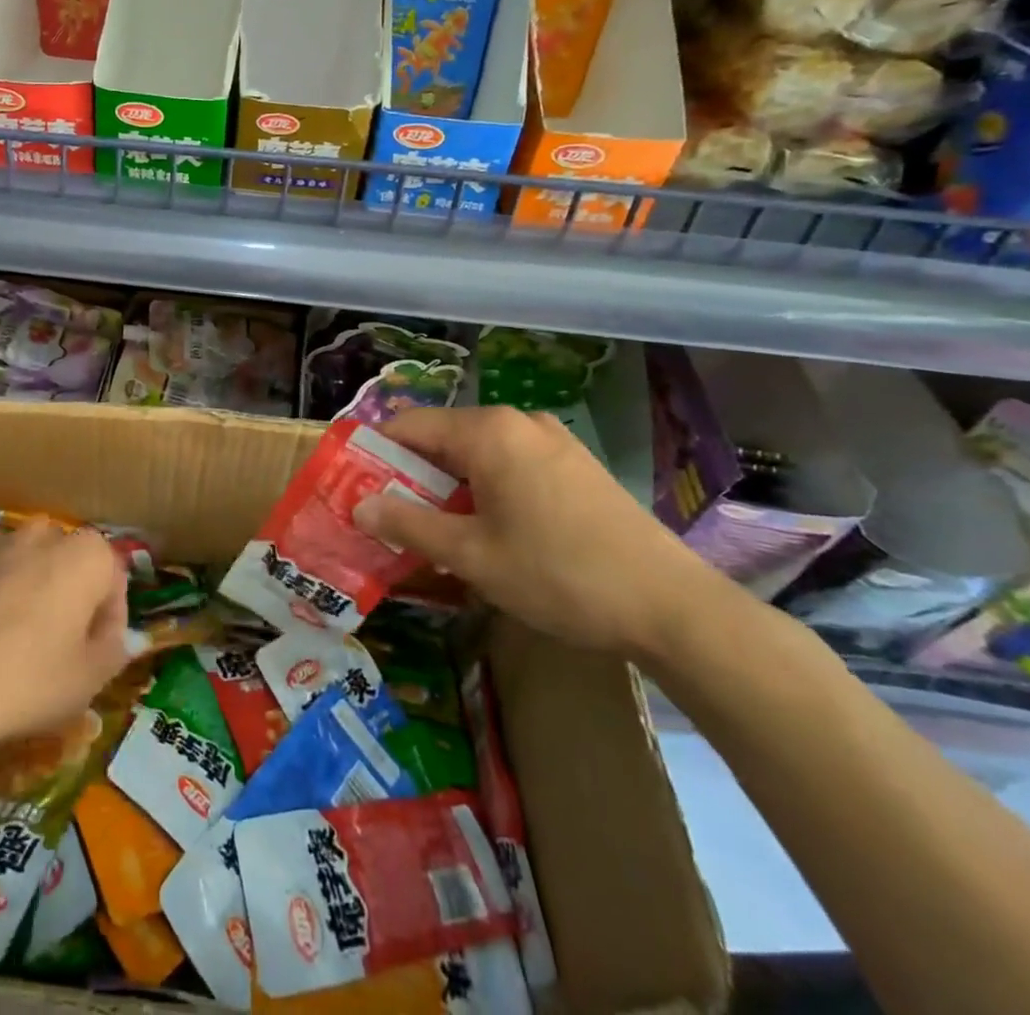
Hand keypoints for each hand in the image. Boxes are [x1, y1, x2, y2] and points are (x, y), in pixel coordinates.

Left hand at [0, 523, 130, 750]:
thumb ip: (114, 646)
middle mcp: (44, 534)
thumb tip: (111, 632)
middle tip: (57, 643)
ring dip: (27, 590)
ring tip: (11, 639)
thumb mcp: (90, 679)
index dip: (110, 616)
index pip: (113, 577)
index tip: (96, 650)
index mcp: (86, 555)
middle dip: (68, 594)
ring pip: (25, 564)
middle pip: (68, 563)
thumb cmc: (27, 680)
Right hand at [354, 406, 714, 656]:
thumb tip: (359, 505)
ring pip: (477, 454)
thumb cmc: (558, 575)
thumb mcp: (471, 556)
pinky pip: (511, 465)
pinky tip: (492, 532)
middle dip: (412, 476)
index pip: (408, 425)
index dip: (376, 455)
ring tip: (439, 533)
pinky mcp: (576, 465)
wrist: (672, 606)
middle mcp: (517, 422)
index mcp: (487, 432)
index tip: (357, 491)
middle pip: (442, 438)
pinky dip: (486, 489)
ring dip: (449, 487)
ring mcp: (552, 441)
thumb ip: (408, 524)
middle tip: (393, 521)